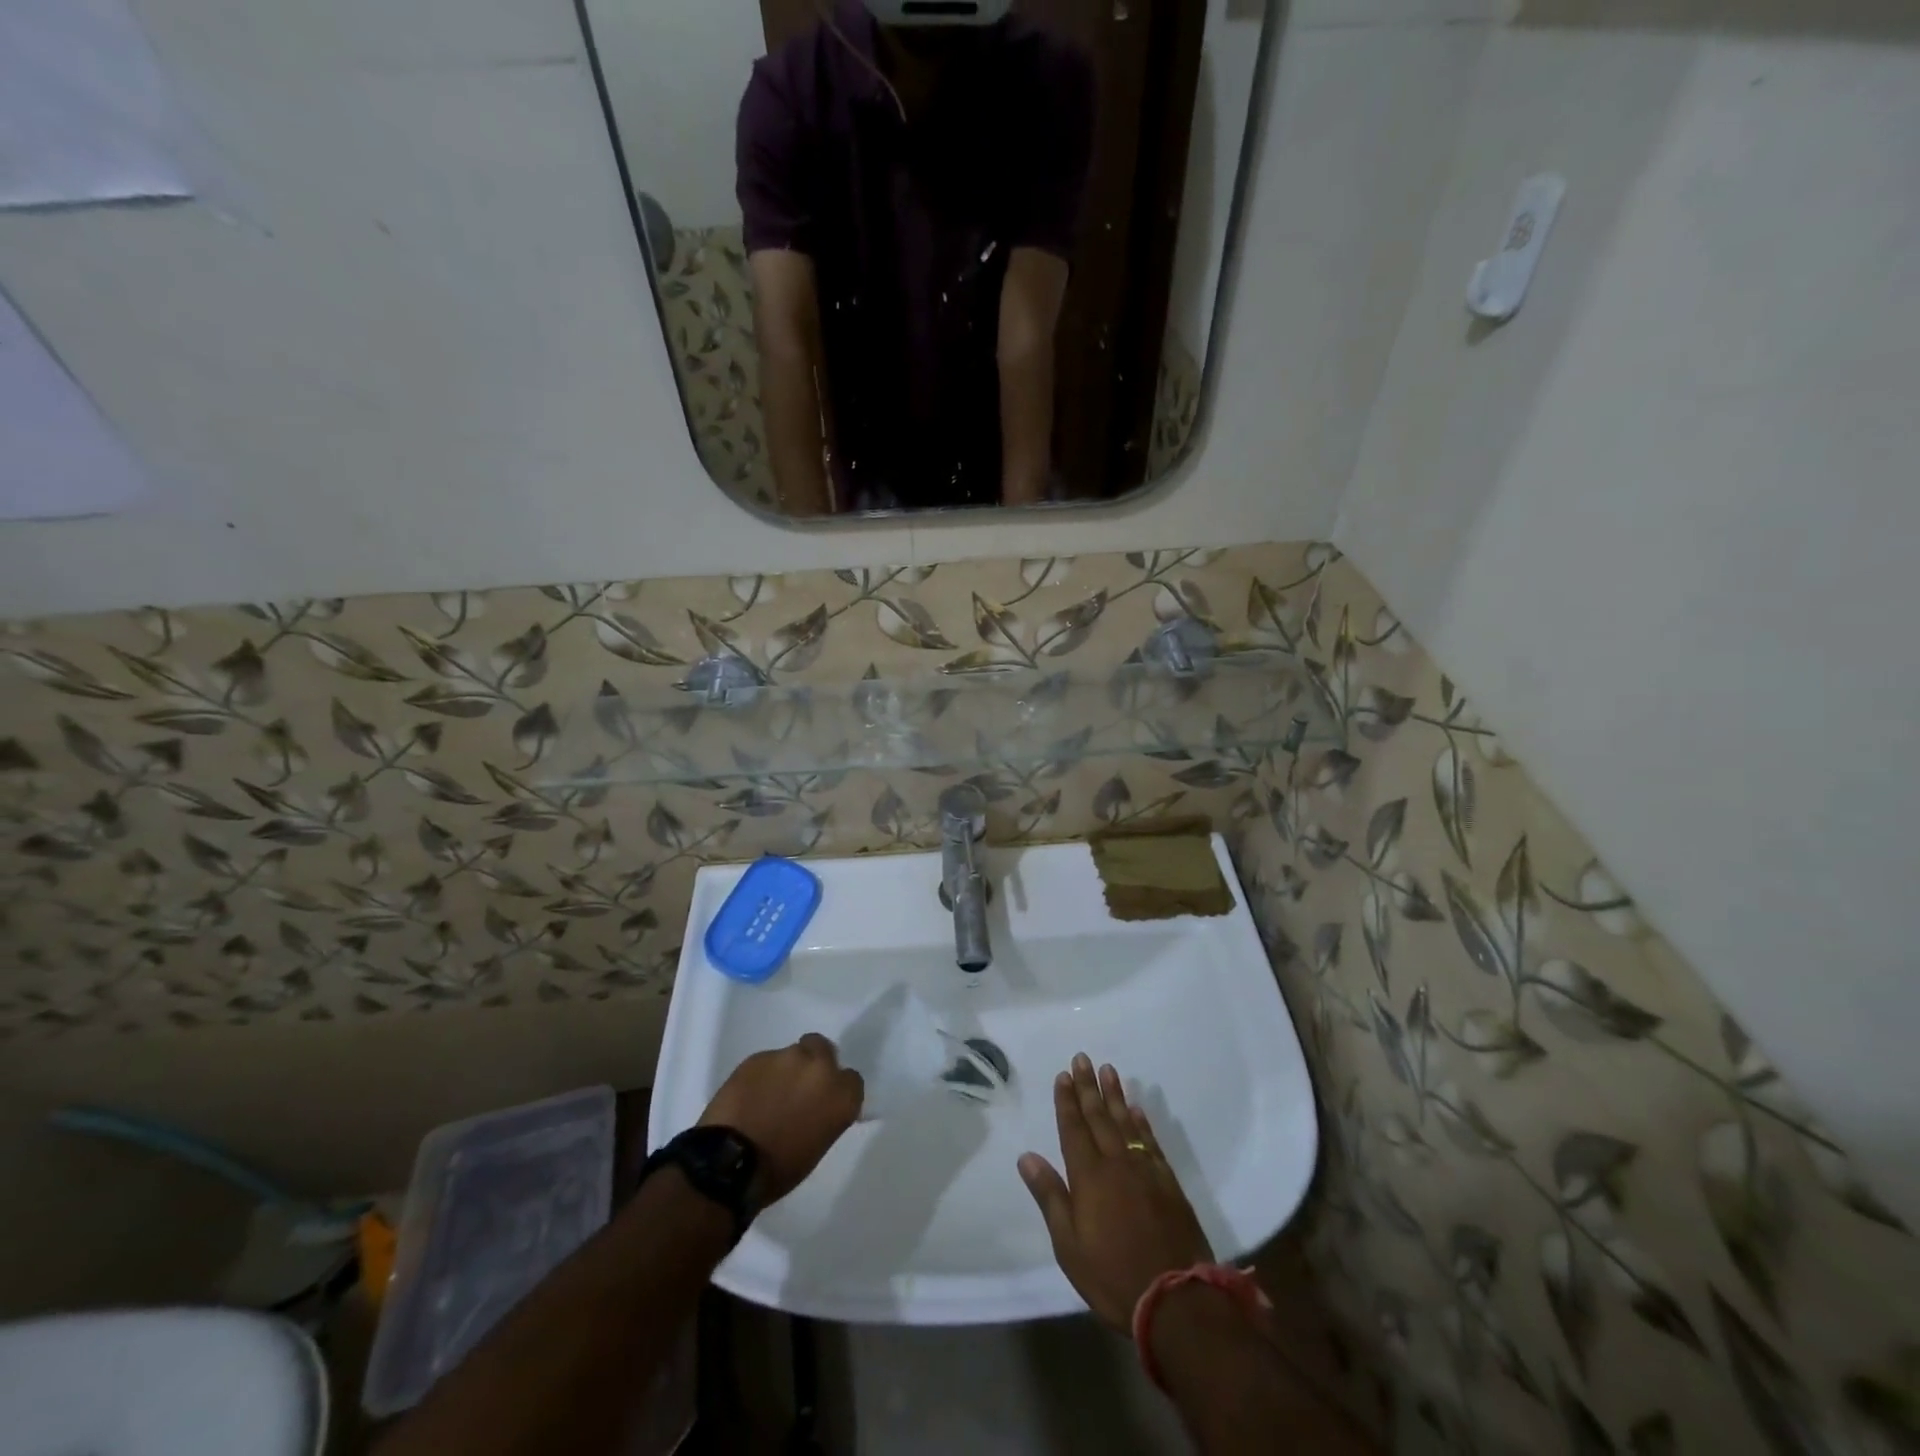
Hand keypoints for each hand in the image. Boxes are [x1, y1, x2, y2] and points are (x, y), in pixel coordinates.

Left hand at [700, 1034, 863, 1206]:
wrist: (730, 1163)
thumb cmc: (779, 1168)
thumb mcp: (817, 1145)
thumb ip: (826, 1114)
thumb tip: (819, 1106)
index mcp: (841, 1095)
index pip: (851, 1080)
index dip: (836, 1089)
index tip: (824, 1101)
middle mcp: (820, 1068)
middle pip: (824, 1050)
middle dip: (814, 1063)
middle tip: (798, 1087)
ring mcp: (788, 1058)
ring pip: (793, 1054)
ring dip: (786, 1069)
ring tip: (768, 1094)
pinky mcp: (758, 1056)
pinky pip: (766, 1062)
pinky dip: (761, 1075)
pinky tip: (748, 1095)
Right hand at [1018, 1054, 1213, 1331]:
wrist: (1176, 1300)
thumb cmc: (1113, 1276)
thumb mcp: (1069, 1245)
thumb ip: (1050, 1196)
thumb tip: (1027, 1157)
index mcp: (1088, 1177)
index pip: (1074, 1129)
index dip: (1067, 1101)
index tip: (1063, 1075)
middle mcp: (1116, 1163)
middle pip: (1099, 1117)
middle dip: (1088, 1087)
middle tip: (1082, 1058)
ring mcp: (1145, 1170)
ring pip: (1125, 1122)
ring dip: (1115, 1095)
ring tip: (1108, 1070)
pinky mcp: (1168, 1182)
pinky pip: (1150, 1142)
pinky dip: (1142, 1122)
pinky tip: (1136, 1109)